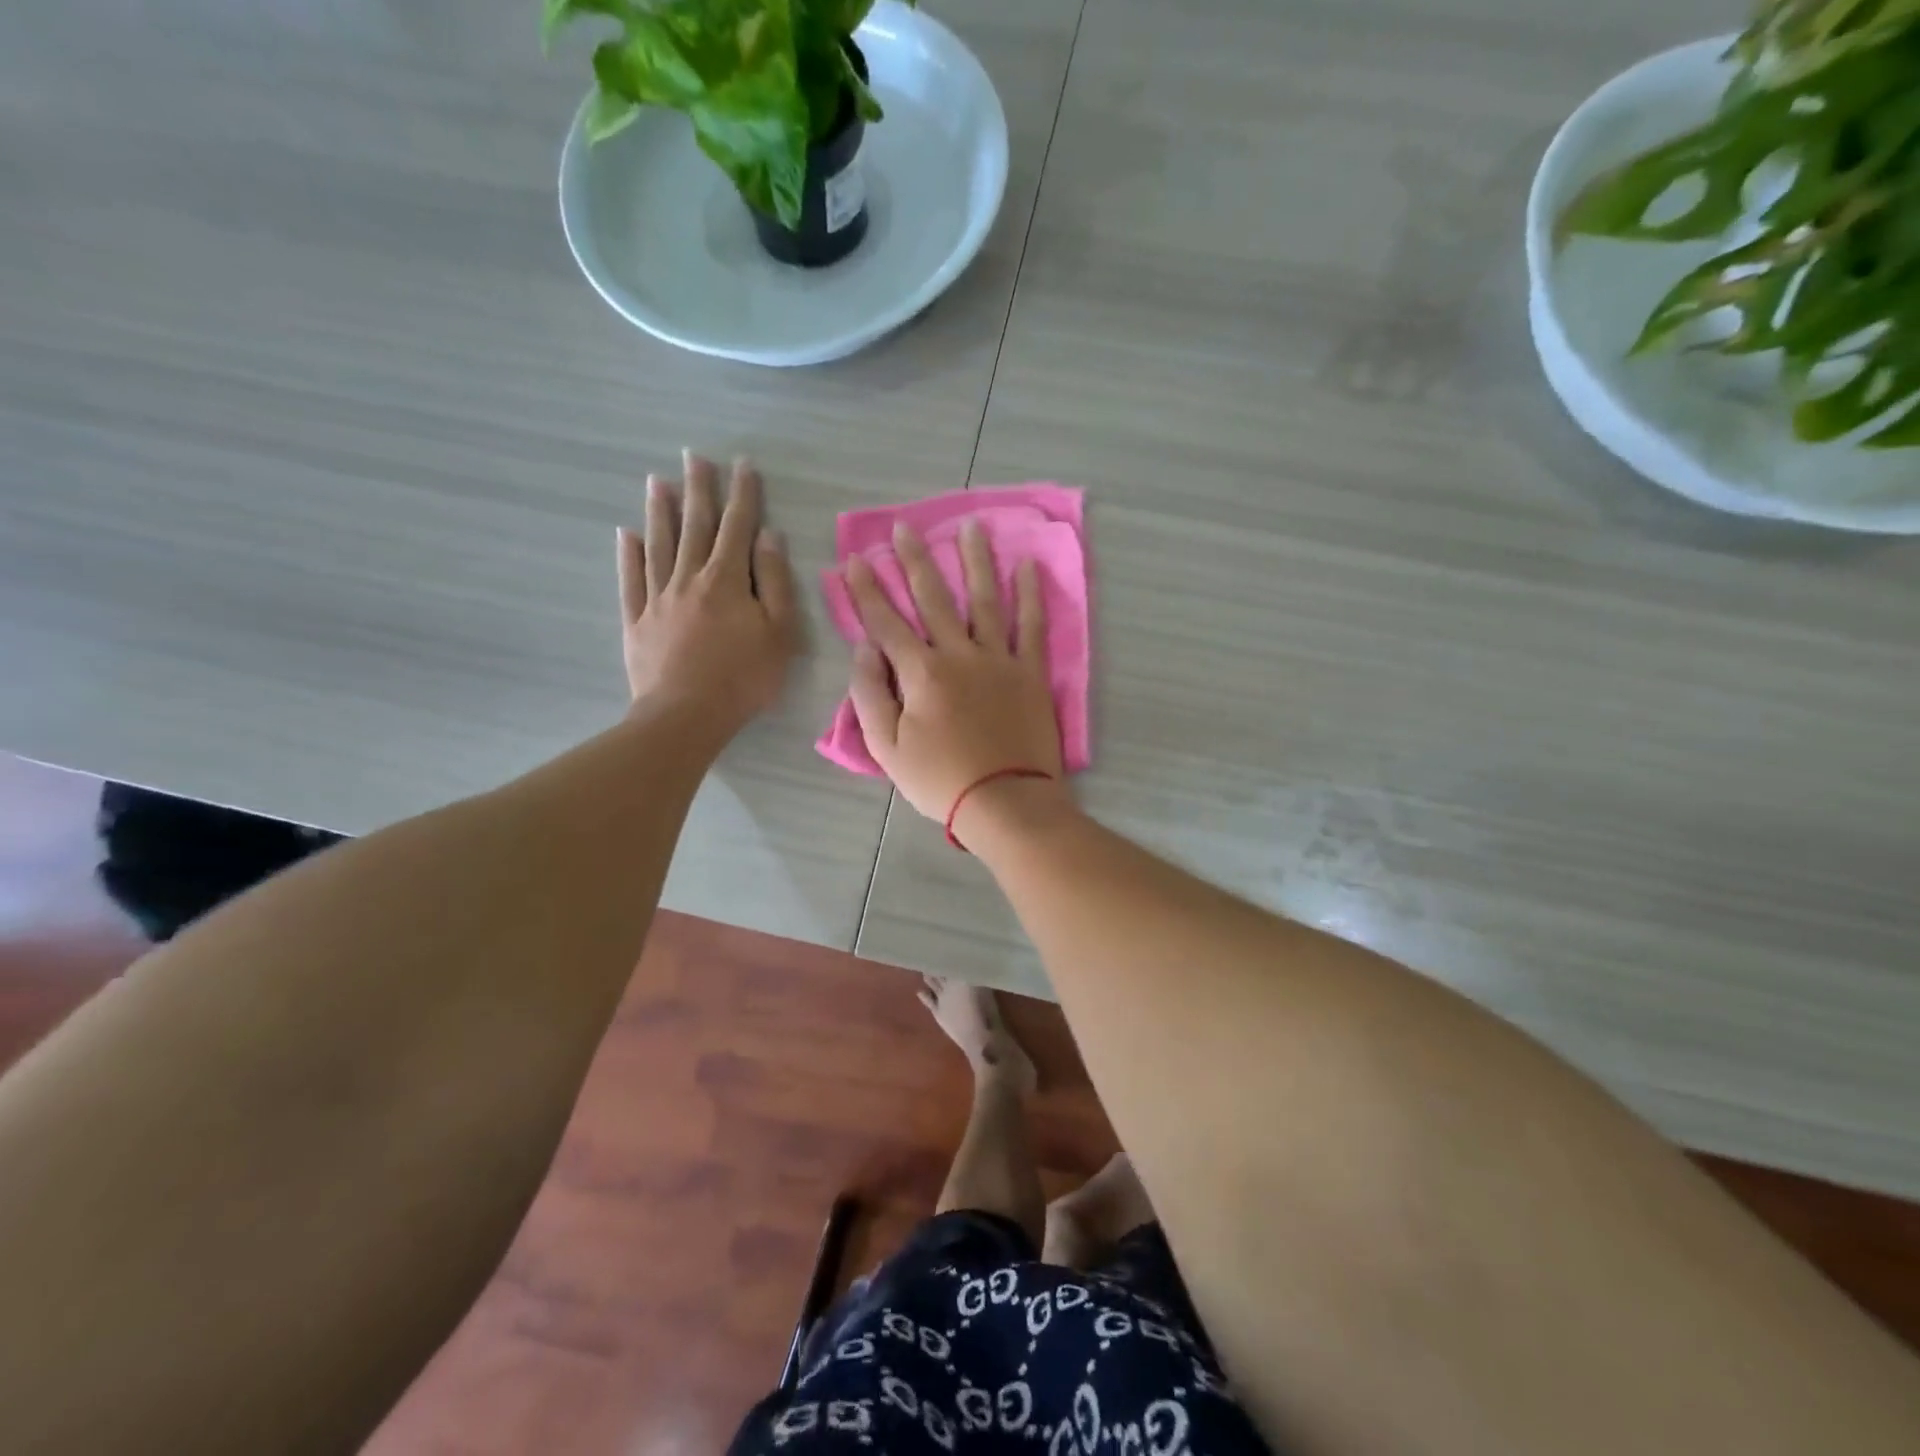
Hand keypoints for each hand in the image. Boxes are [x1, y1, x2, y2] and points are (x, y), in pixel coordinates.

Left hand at [617, 452, 798, 731]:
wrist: (686, 715)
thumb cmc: (744, 677)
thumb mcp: (779, 632)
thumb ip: (775, 582)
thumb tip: (768, 537)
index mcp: (727, 580)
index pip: (737, 527)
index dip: (742, 494)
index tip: (742, 465)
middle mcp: (689, 578)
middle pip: (694, 526)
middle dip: (697, 489)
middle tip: (693, 456)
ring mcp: (658, 598)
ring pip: (658, 545)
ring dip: (660, 511)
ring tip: (657, 481)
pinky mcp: (637, 621)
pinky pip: (631, 580)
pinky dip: (629, 555)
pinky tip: (627, 535)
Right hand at [843, 519, 1063, 825]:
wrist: (1005, 802)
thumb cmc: (940, 780)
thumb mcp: (887, 748)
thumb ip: (870, 695)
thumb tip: (864, 649)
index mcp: (920, 673)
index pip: (886, 622)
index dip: (867, 590)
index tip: (855, 560)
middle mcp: (959, 654)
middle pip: (933, 598)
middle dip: (914, 561)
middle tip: (904, 527)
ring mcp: (999, 660)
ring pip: (985, 600)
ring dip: (975, 561)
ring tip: (970, 526)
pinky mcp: (1030, 674)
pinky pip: (1032, 627)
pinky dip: (1031, 596)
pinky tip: (1027, 567)